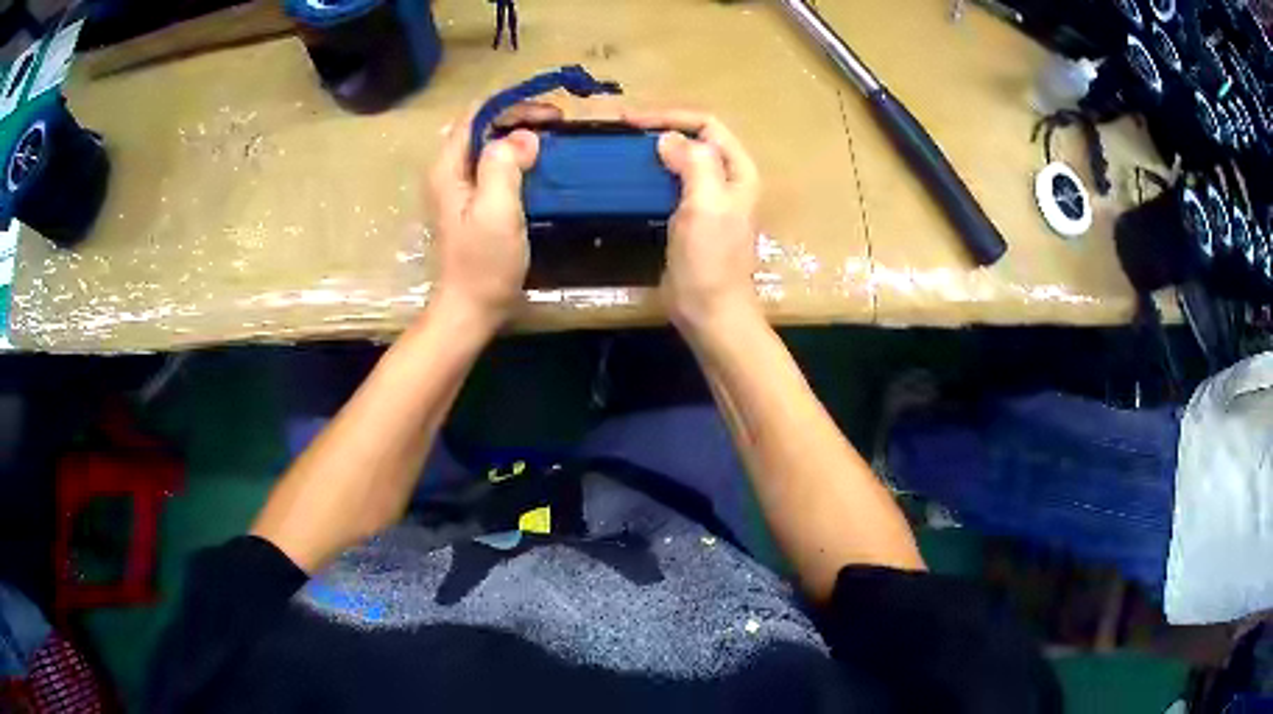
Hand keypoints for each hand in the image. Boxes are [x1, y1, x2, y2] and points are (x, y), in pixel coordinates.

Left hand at [426, 103, 559, 329]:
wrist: (471, 309)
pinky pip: (496, 167)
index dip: (513, 106)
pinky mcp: (474, 203)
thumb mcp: (496, 210)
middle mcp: (450, 170)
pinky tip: (541, 166)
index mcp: (449, 167)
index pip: (477, 114)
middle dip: (521, 118)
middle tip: (559, 126)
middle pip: (484, 126)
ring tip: (555, 141)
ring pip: (491, 145)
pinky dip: (519, 158)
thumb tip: (524, 136)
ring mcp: (460, 188)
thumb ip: (505, 165)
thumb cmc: (483, 263)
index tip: (550, 115)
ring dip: (521, 137)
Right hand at [625, 110, 761, 334]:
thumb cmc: (711, 258)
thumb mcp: (707, 204)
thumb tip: (668, 138)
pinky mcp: (688, 217)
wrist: (708, 310)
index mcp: (738, 171)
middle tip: (619, 131)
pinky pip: (668, 184)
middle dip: (659, 128)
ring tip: (619, 149)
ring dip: (652, 151)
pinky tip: (627, 177)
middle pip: (693, 138)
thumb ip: (694, 163)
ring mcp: (707, 199)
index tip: (630, 121)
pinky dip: (649, 175)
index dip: (671, 117)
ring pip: (679, 160)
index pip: (707, 125)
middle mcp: (725, 179)